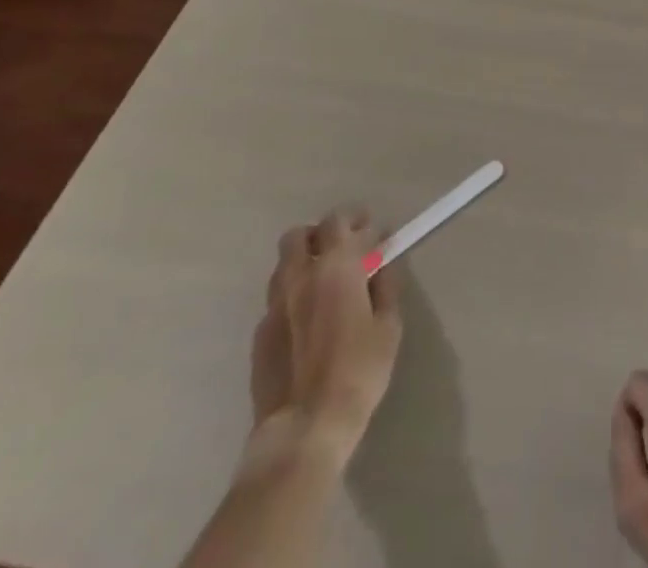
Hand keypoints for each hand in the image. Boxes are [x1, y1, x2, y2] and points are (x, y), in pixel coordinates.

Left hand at [249, 210, 403, 462]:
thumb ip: (386, 288)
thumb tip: (382, 267)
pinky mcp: (259, 335)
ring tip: (325, 282)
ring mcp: (274, 306)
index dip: (357, 220)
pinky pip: (276, 300)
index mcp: (335, 268)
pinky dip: (293, 296)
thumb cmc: (358, 371)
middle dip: (321, 235)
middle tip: (343, 250)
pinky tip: (308, 319)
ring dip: (303, 263)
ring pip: (283, 266)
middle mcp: (299, 277)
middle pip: (299, 235)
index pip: (339, 221)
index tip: (373, 232)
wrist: (305, 428)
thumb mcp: (388, 327)